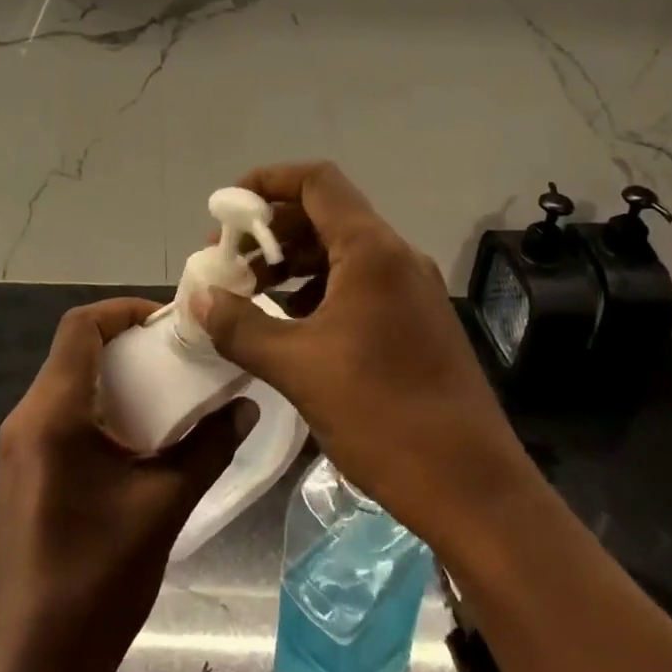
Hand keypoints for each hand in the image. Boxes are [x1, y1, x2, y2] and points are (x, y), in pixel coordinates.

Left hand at [0, 301, 252, 671]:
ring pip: (66, 382)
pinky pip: (59, 414)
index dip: (124, 310)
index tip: (169, 322)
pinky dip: (97, 405)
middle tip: (177, 355)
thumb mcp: (165, 506)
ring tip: (165, 390)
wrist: (37, 666)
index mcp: (53, 414)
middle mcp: (26, 418)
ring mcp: (18, 447)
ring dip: (113, 376)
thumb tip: (245, 406)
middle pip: (73, 351)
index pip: (80, 327)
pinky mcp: (22, 471)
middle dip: (126, 343)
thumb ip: (208, 447)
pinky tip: (136, 435)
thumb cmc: (99, 580)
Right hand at [193, 162, 534, 554]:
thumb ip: (240, 326)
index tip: (226, 210)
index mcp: (372, 251)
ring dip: (291, 265)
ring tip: (247, 295)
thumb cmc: (382, 415)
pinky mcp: (415, 322)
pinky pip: (357, 285)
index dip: (267, 182)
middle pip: (324, 215)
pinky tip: (288, 326)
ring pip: (340, 253)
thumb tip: (198, 298)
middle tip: (227, 262)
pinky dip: (316, 292)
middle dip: (270, 232)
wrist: (472, 489)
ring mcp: (410, 290)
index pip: (316, 181)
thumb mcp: (298, 368)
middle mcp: (395, 257)